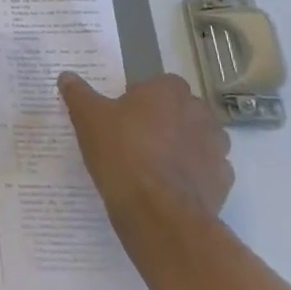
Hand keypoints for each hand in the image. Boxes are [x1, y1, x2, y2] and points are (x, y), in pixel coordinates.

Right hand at [59, 73, 233, 233]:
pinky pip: (206, 170)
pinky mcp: (224, 181)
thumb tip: (66, 76)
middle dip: (163, 121)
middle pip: (180, 110)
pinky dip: (192, 174)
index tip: (122, 116)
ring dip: (181, 146)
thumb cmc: (122, 153)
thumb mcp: (87, 118)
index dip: (140, 99)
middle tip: (135, 139)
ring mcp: (217, 148)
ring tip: (153, 165)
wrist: (158, 213)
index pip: (157, 84)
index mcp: (169, 91)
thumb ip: (77, 93)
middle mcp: (200, 113)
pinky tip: (169, 186)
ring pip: (196, 139)